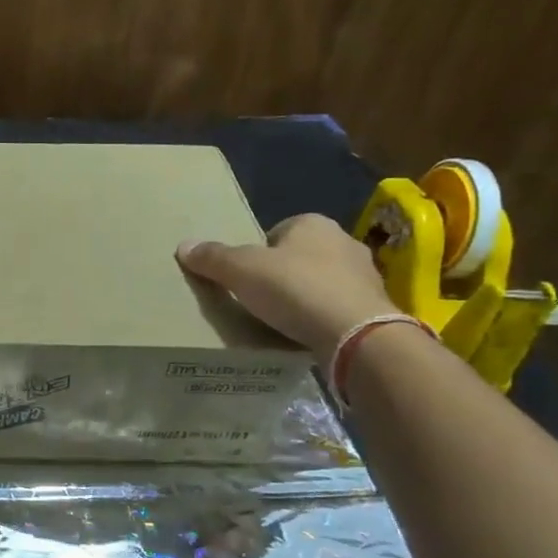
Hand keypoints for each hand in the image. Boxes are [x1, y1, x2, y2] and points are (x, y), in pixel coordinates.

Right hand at [176, 214, 397, 362]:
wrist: (355, 333)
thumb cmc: (295, 288)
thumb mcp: (241, 271)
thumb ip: (213, 258)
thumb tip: (183, 246)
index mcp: (313, 224)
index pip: (277, 232)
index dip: (258, 253)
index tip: (245, 278)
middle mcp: (344, 242)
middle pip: (300, 256)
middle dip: (283, 274)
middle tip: (259, 299)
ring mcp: (365, 276)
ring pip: (322, 282)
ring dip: (305, 297)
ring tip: (282, 320)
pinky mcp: (374, 308)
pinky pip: (338, 308)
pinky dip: (323, 318)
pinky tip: (306, 334)